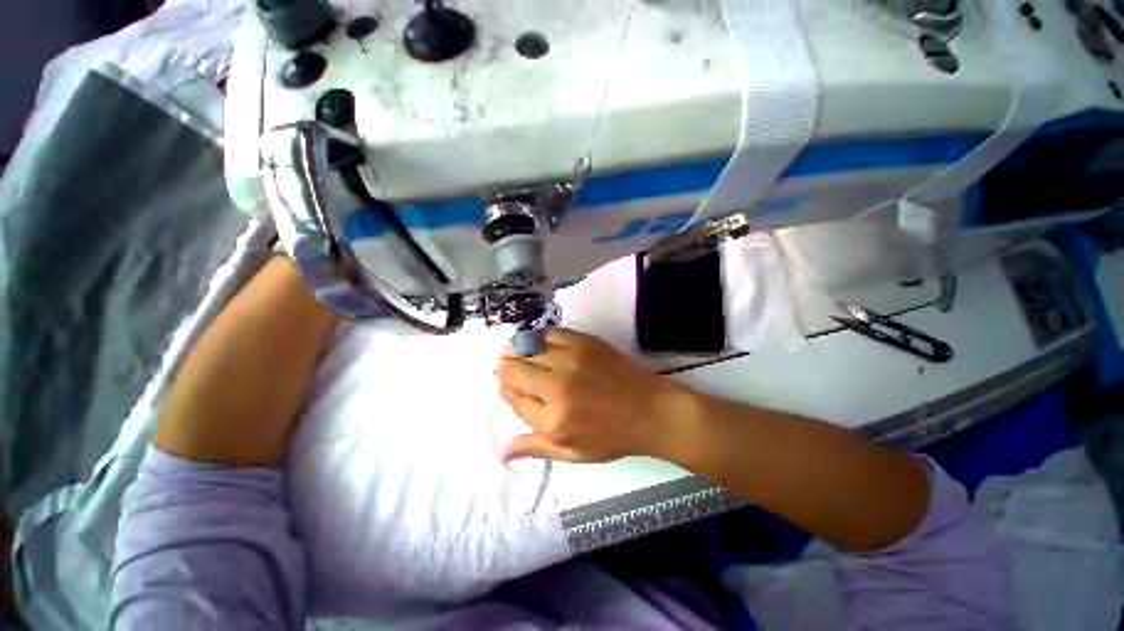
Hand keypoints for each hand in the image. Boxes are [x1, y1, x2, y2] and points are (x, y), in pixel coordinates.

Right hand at [495, 328, 695, 461]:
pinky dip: (538, 337)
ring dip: (518, 351)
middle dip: (505, 369)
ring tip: (522, 355)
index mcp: (553, 419)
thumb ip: (534, 448)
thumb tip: (501, 451)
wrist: (650, 409)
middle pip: (512, 368)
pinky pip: (548, 332)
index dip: (507, 390)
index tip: (512, 389)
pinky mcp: (583, 340)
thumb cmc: (612, 436)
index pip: (511, 396)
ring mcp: (570, 358)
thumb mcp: (573, 452)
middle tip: (511, 370)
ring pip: (526, 346)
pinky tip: (541, 344)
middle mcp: (557, 385)